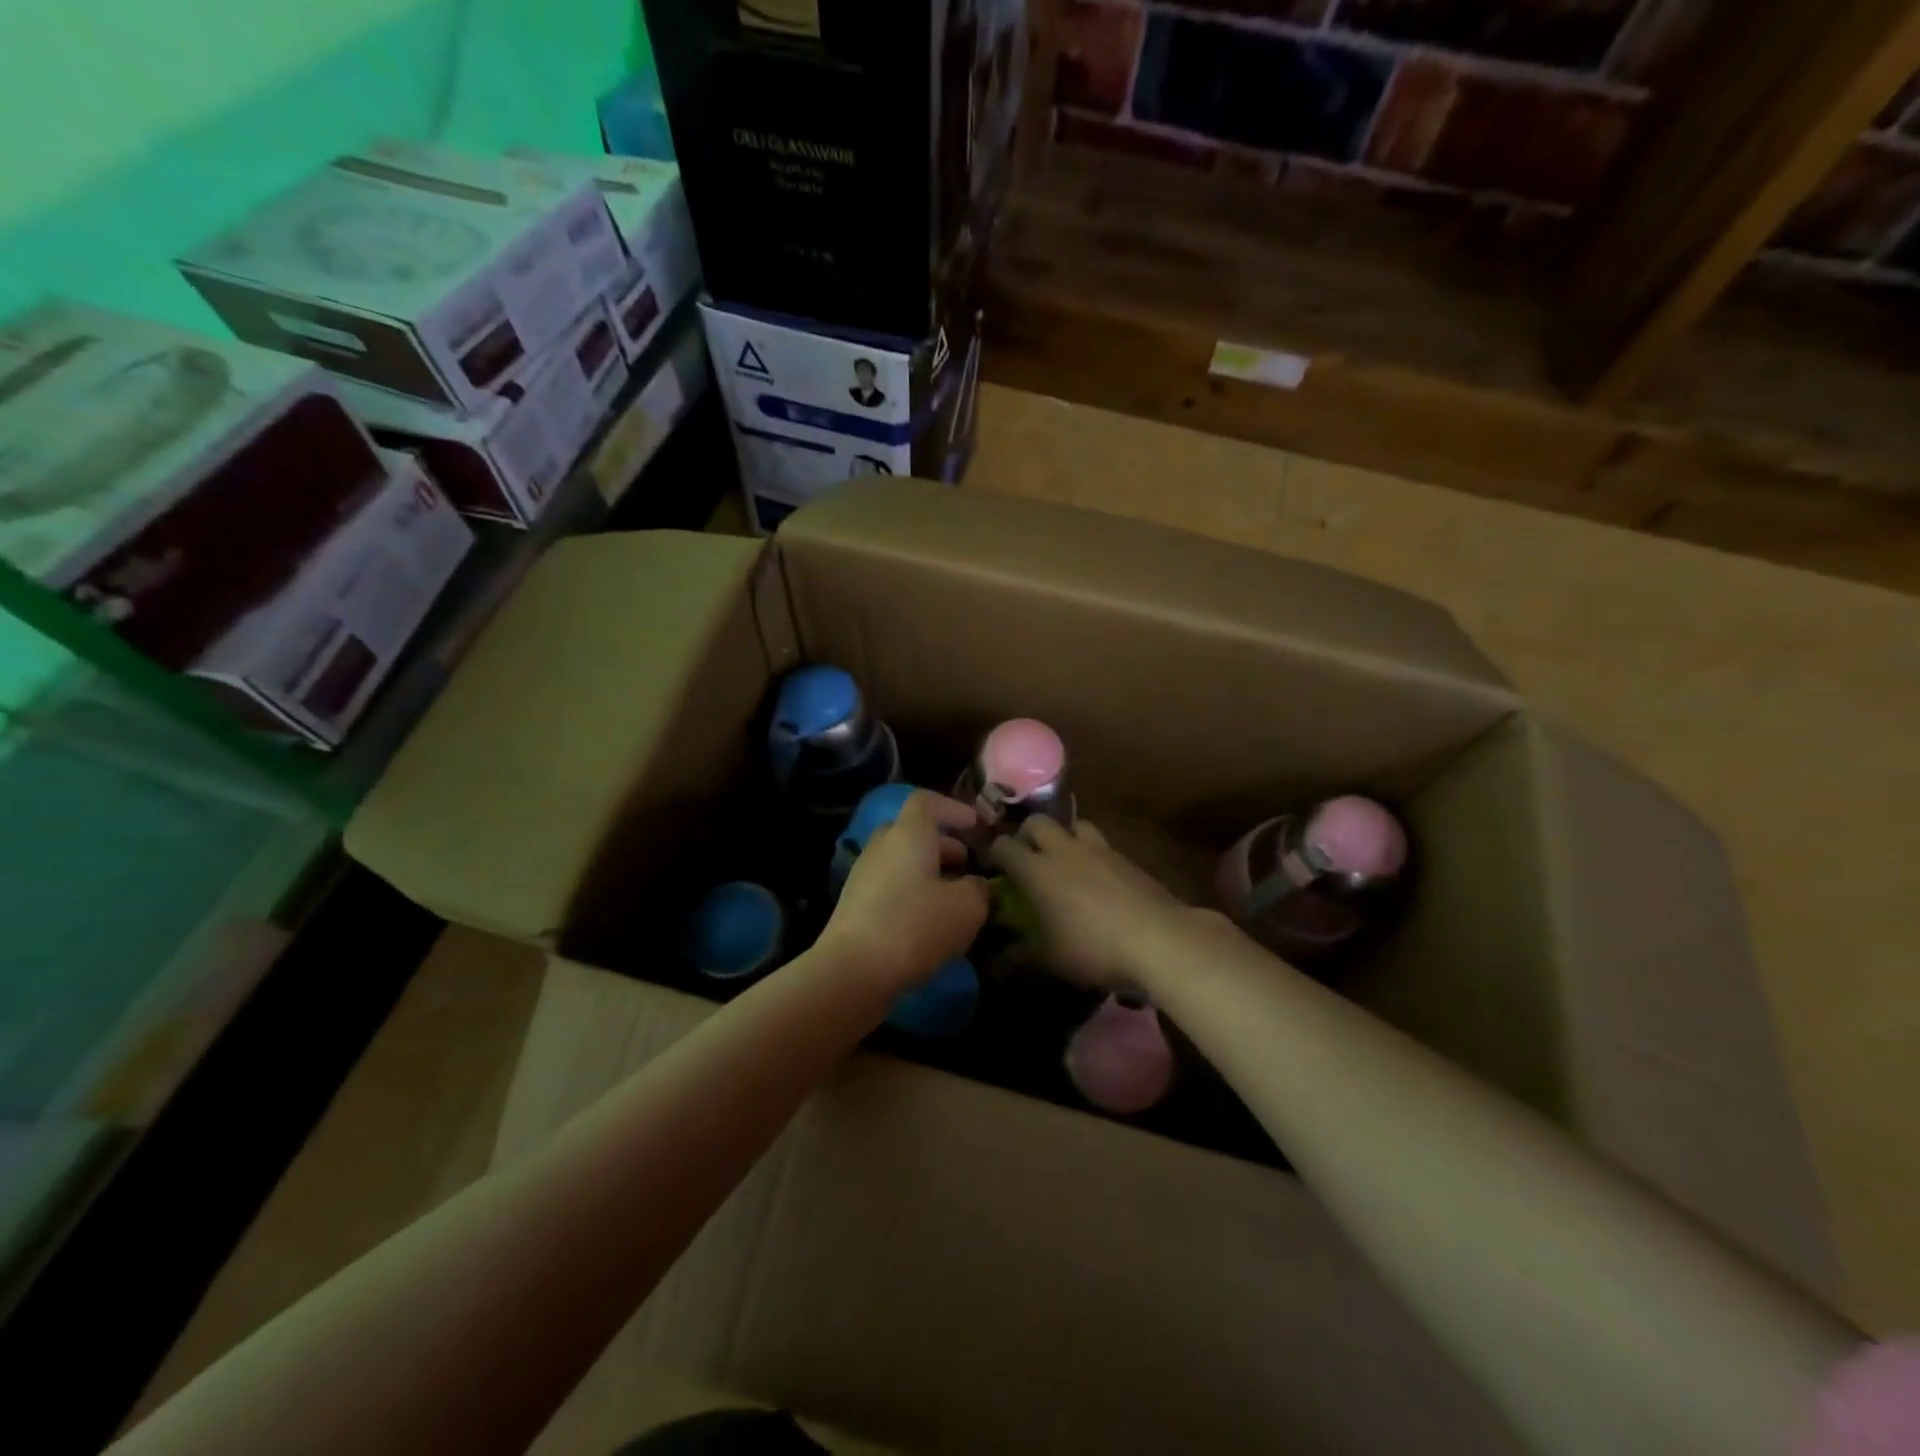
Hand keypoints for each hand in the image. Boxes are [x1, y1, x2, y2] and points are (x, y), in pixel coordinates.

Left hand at [819, 791, 989, 993]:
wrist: (852, 971)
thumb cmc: (915, 926)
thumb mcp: (967, 907)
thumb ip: (978, 889)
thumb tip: (974, 885)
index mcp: (908, 834)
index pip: (926, 802)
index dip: (953, 808)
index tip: (975, 826)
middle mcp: (882, 846)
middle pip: (913, 832)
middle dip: (943, 845)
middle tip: (968, 866)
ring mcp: (863, 876)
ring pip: (902, 862)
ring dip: (929, 873)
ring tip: (954, 900)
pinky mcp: (855, 906)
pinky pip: (890, 888)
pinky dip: (912, 895)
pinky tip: (929, 925)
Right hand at [989, 817, 1215, 990]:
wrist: (1158, 940)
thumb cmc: (1092, 948)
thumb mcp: (1049, 960)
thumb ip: (1019, 955)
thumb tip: (999, 957)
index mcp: (1037, 870)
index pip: (1004, 846)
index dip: (995, 854)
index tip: (993, 867)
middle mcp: (1064, 850)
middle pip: (1038, 822)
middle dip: (1027, 835)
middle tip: (1028, 857)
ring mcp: (1100, 850)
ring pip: (1074, 825)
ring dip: (1064, 837)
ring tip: (1065, 862)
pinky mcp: (1128, 858)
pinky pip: (1102, 845)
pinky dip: (1093, 856)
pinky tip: (1098, 880)